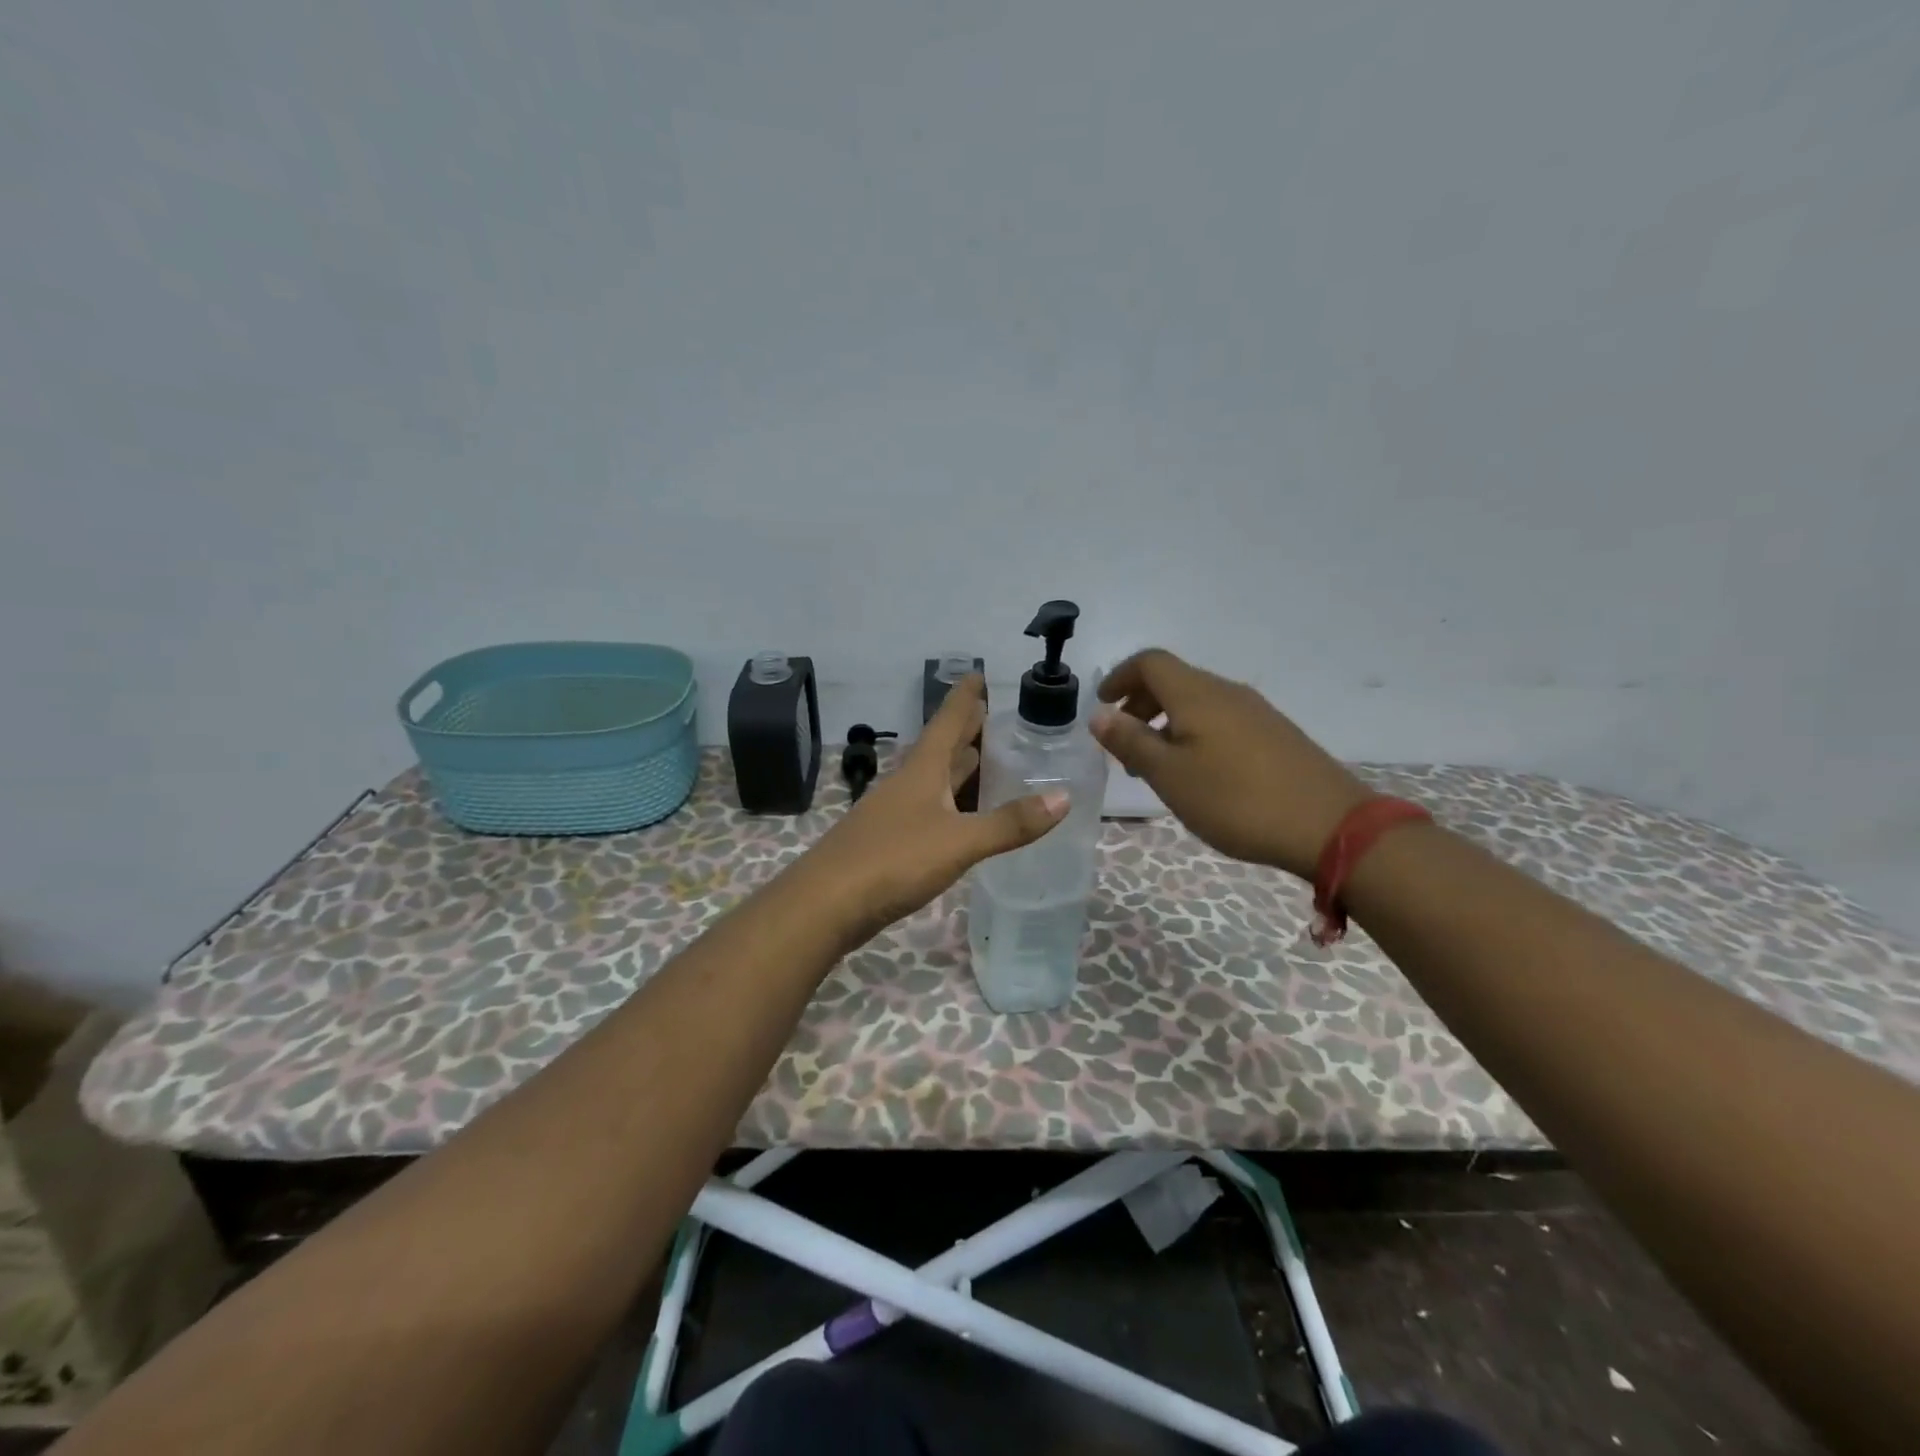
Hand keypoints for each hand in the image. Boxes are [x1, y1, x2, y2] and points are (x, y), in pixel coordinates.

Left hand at [802, 675, 1067, 944]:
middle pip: (942, 749)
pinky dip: (952, 806)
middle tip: (999, 719)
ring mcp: (894, 813)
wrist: (826, 904)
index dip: (965, 697)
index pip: (948, 720)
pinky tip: (964, 818)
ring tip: (989, 761)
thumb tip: (1063, 798)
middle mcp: (907, 783)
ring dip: (960, 770)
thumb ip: (1010, 823)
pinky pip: (929, 811)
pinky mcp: (889, 842)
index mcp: (922, 770)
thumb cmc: (893, 860)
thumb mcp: (959, 841)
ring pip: (934, 781)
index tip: (980, 673)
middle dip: (967, 733)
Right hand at [1091, 649, 1371, 879]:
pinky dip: (1194, 734)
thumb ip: (1131, 742)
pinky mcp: (1275, 735)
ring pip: (1198, 704)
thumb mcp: (1169, 775)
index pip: (1150, 662)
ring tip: (1156, 767)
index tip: (1102, 705)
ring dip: (1166, 724)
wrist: (1329, 826)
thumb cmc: (1236, 799)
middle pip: (1174, 681)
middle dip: (1140, 705)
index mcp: (1197, 694)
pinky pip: (1221, 721)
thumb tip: (1099, 714)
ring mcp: (1256, 712)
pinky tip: (1198, 774)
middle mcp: (1227, 692)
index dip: (1120, 677)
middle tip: (1123, 746)